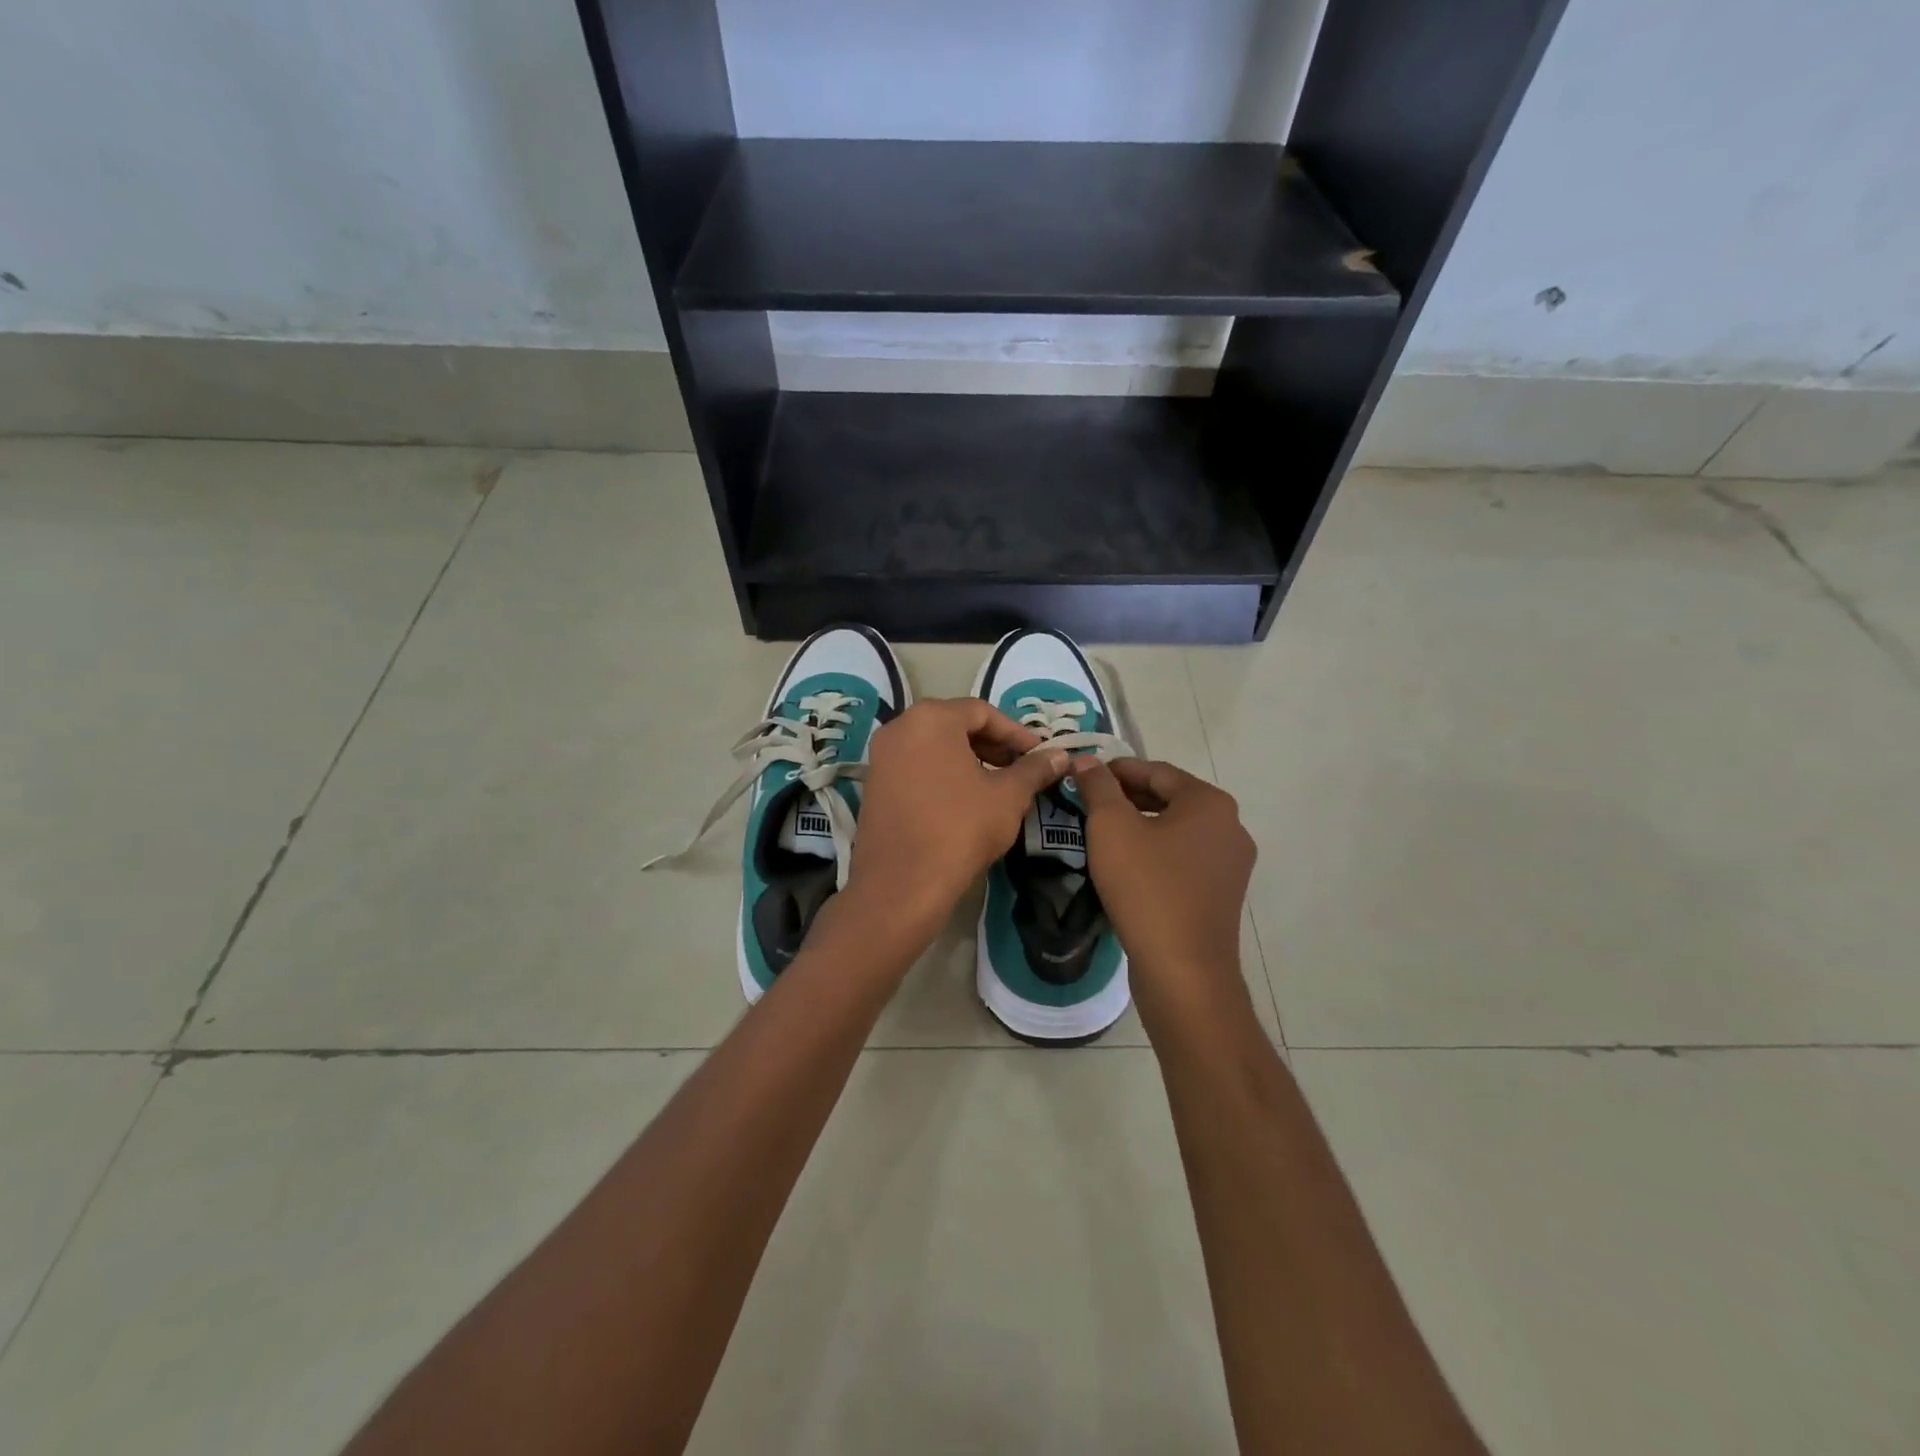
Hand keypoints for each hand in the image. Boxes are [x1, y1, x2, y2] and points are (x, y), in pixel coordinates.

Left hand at [840, 698, 1069, 951]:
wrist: (902, 884)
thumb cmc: (960, 828)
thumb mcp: (1008, 797)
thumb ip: (1034, 770)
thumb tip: (1060, 756)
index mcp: (931, 718)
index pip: (983, 712)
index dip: (1017, 733)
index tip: (1040, 755)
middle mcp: (900, 727)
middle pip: (956, 725)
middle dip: (993, 745)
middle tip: (1022, 769)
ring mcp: (881, 756)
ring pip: (935, 746)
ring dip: (970, 760)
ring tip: (999, 786)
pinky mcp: (874, 785)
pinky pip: (916, 766)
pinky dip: (944, 774)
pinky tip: (966, 801)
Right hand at [1070, 758, 1256, 1025]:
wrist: (1182, 970)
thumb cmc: (1146, 888)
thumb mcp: (1111, 828)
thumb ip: (1098, 787)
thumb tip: (1087, 761)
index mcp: (1210, 803)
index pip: (1156, 771)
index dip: (1116, 770)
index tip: (1083, 774)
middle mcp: (1230, 827)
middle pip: (1170, 799)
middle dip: (1127, 797)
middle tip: (1086, 802)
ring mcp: (1230, 864)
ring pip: (1176, 831)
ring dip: (1140, 826)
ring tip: (1100, 832)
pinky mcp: (1221, 895)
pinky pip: (1183, 860)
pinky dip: (1155, 853)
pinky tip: (1125, 866)